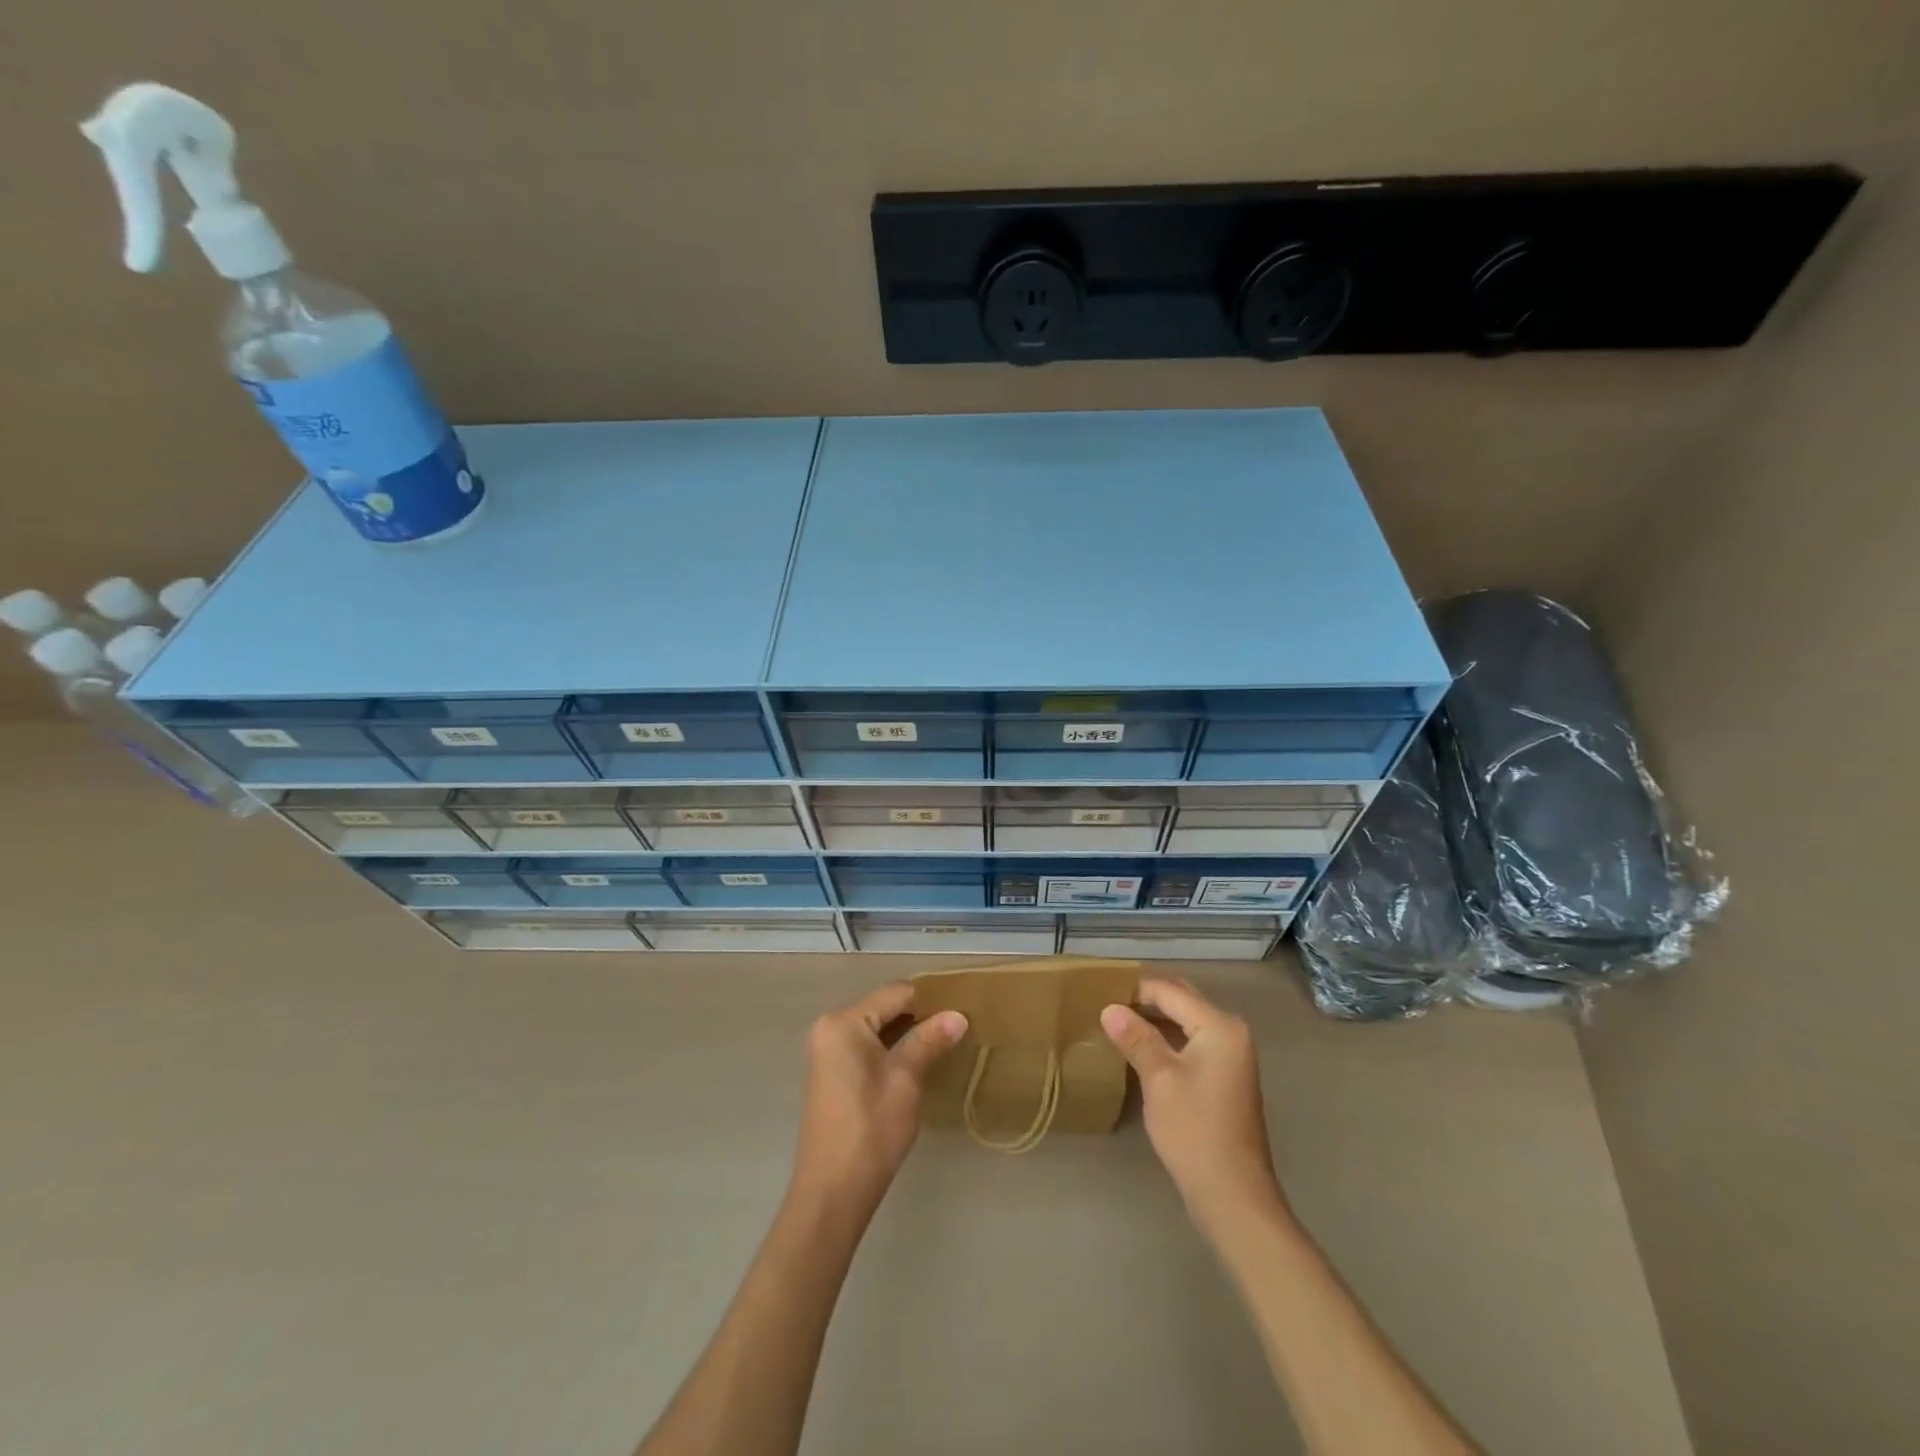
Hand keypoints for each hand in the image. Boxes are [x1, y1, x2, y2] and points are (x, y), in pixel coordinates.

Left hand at [790, 983, 966, 1215]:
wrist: (832, 1192)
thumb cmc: (871, 1129)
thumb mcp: (906, 1079)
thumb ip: (930, 1040)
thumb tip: (958, 1014)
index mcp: (844, 1022)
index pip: (896, 993)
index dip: (930, 999)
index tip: (962, 1010)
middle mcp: (830, 1027)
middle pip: (884, 1007)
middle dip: (920, 1016)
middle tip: (957, 1028)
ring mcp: (827, 1051)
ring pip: (876, 1028)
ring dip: (907, 1034)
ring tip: (944, 1044)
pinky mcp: (831, 1072)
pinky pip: (866, 1046)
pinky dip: (891, 1049)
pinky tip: (917, 1063)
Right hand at [1101, 978, 1287, 1226]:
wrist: (1233, 1196)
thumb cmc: (1195, 1132)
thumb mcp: (1159, 1080)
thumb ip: (1136, 1038)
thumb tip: (1109, 1008)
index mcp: (1219, 1026)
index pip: (1170, 991)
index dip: (1134, 989)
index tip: (1099, 991)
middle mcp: (1230, 1032)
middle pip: (1182, 1000)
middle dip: (1145, 998)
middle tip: (1106, 1001)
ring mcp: (1231, 1055)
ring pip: (1186, 1020)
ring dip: (1154, 1017)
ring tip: (1116, 1020)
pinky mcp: (1224, 1075)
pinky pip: (1191, 1040)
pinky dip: (1167, 1036)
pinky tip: (1140, 1046)